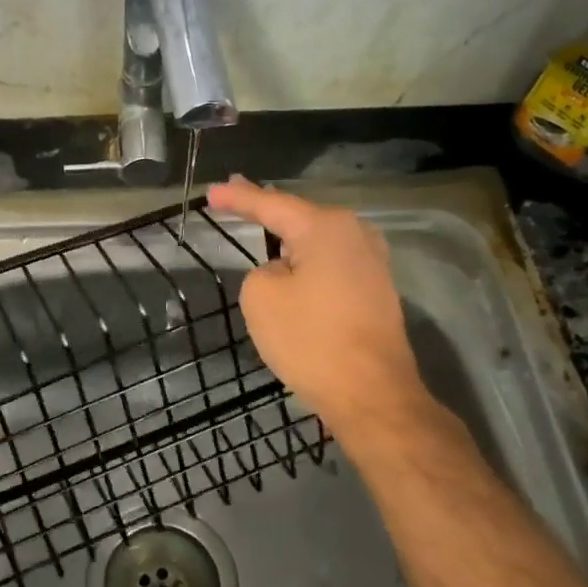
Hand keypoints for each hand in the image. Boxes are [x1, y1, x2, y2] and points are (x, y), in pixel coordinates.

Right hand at [207, 176, 435, 447]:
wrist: (371, 394)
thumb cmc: (311, 340)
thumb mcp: (261, 298)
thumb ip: (263, 270)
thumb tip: (286, 273)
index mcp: (326, 227)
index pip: (271, 204)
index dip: (238, 198)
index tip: (211, 192)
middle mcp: (356, 234)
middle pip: (300, 217)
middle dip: (267, 210)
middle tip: (235, 198)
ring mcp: (372, 263)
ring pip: (318, 242)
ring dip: (290, 238)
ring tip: (262, 226)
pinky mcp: (376, 291)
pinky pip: (331, 265)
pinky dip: (308, 262)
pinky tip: (294, 264)